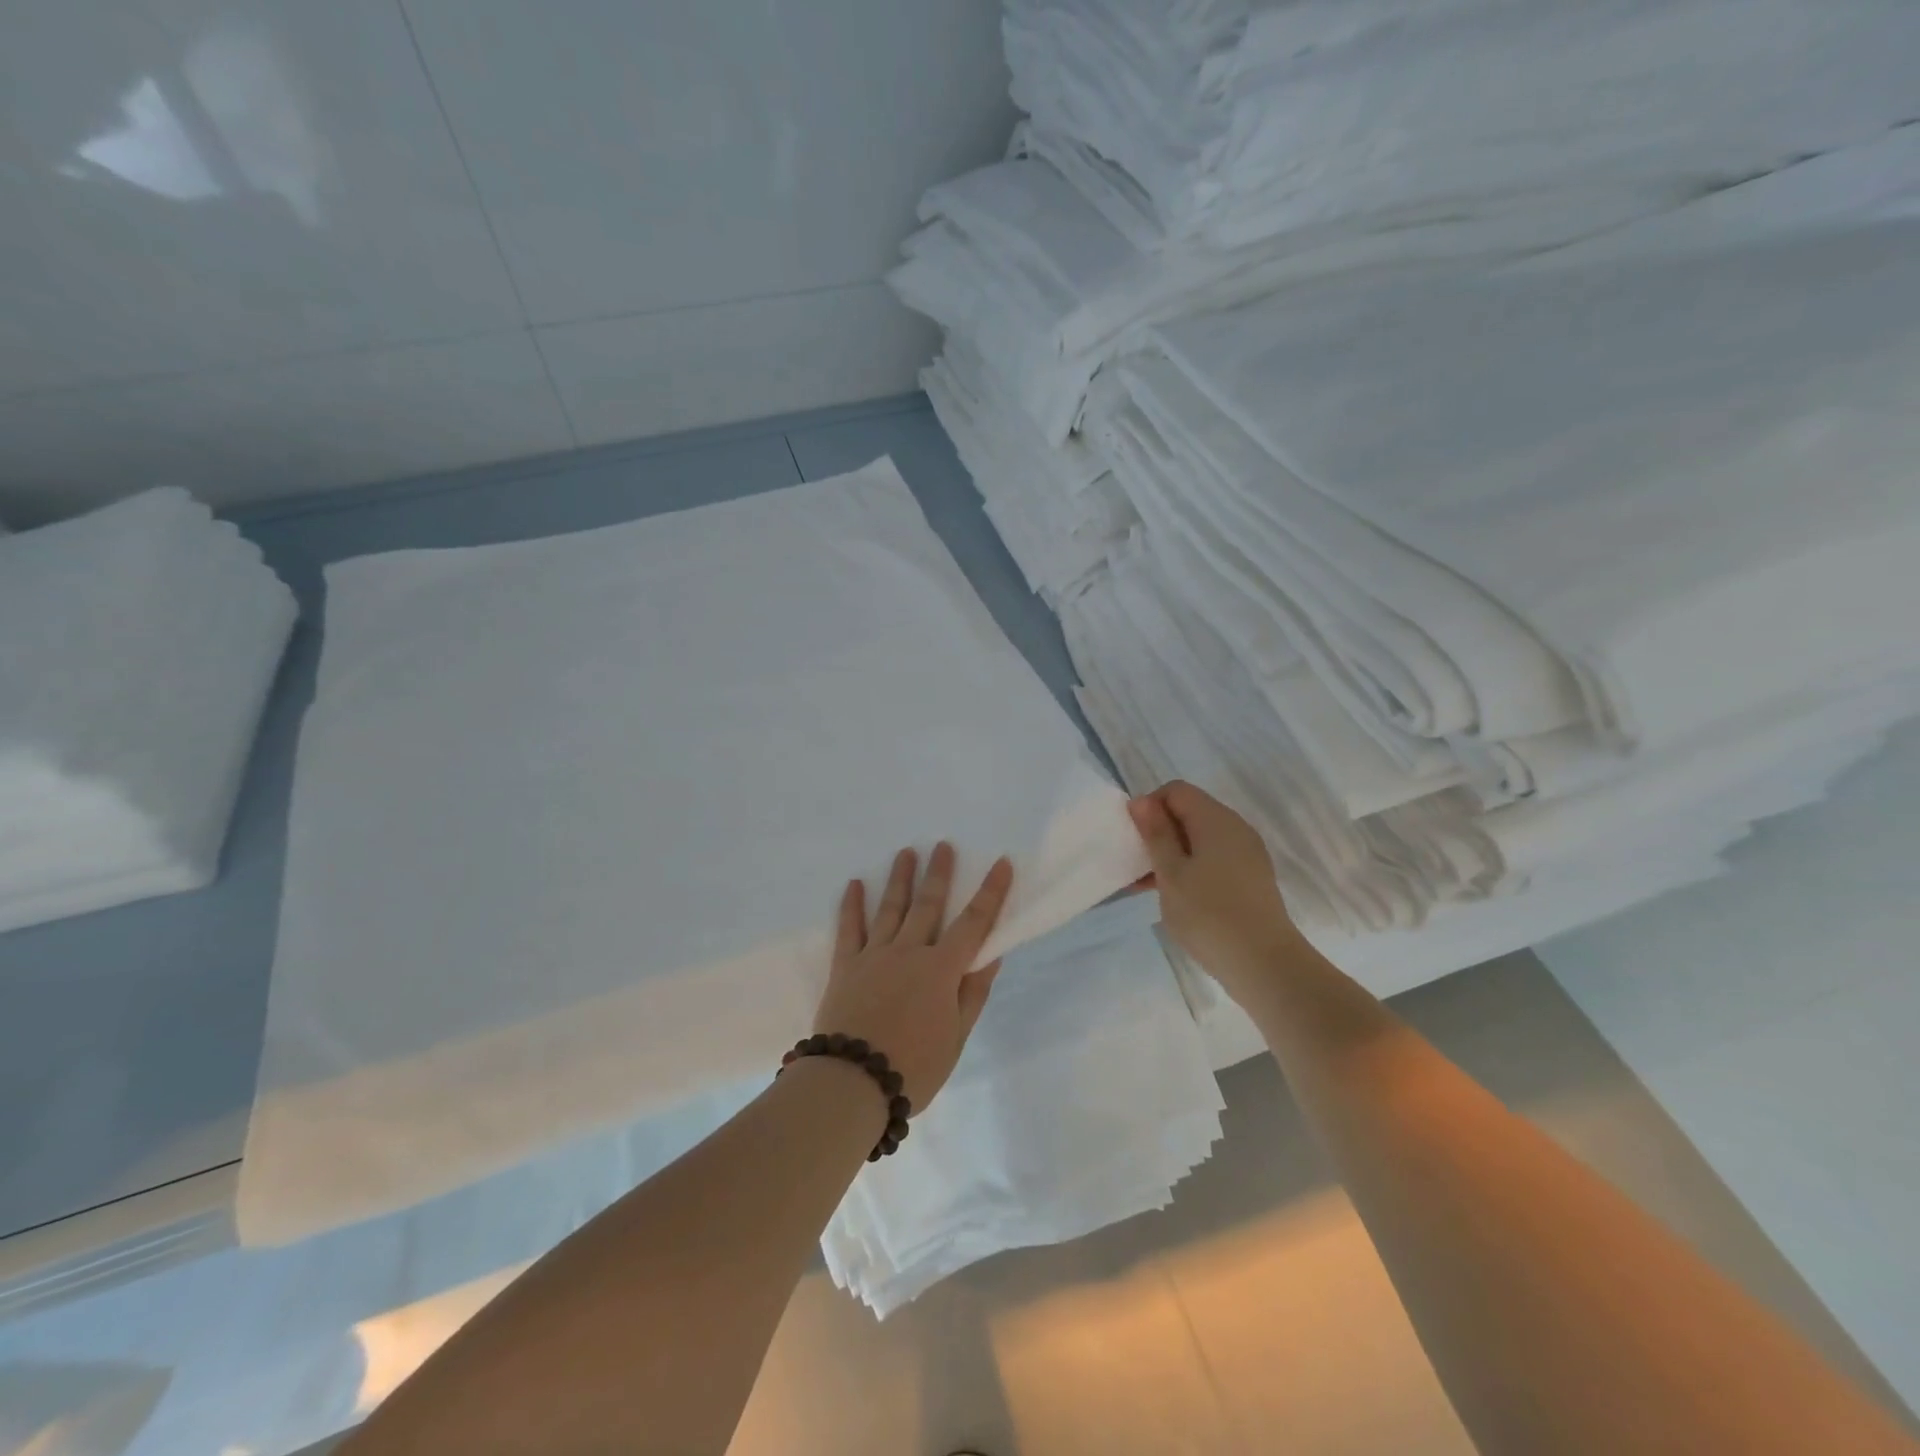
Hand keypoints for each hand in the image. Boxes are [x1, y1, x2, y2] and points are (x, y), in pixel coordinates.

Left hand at [811, 842, 1012, 1110]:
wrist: (853, 1082)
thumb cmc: (914, 1067)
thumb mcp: (956, 1037)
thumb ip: (972, 994)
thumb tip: (991, 955)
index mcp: (941, 969)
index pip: (974, 923)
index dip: (991, 892)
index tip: (1001, 863)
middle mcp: (909, 951)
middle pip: (928, 904)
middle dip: (939, 873)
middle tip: (943, 844)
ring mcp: (874, 955)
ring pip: (890, 908)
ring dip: (900, 878)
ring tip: (906, 852)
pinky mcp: (845, 966)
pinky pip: (849, 928)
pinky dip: (852, 905)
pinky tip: (854, 884)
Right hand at [1129, 781, 1305, 1005]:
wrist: (1264, 964)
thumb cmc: (1209, 914)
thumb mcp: (1171, 873)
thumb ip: (1156, 834)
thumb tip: (1142, 801)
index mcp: (1216, 820)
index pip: (1176, 791)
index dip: (1150, 806)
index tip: (1134, 838)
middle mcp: (1235, 828)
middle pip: (1189, 812)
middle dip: (1159, 832)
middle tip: (1136, 863)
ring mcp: (1246, 854)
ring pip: (1200, 839)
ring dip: (1171, 853)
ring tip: (1146, 885)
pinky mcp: (1250, 878)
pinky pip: (1213, 859)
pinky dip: (1190, 868)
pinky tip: (1173, 897)